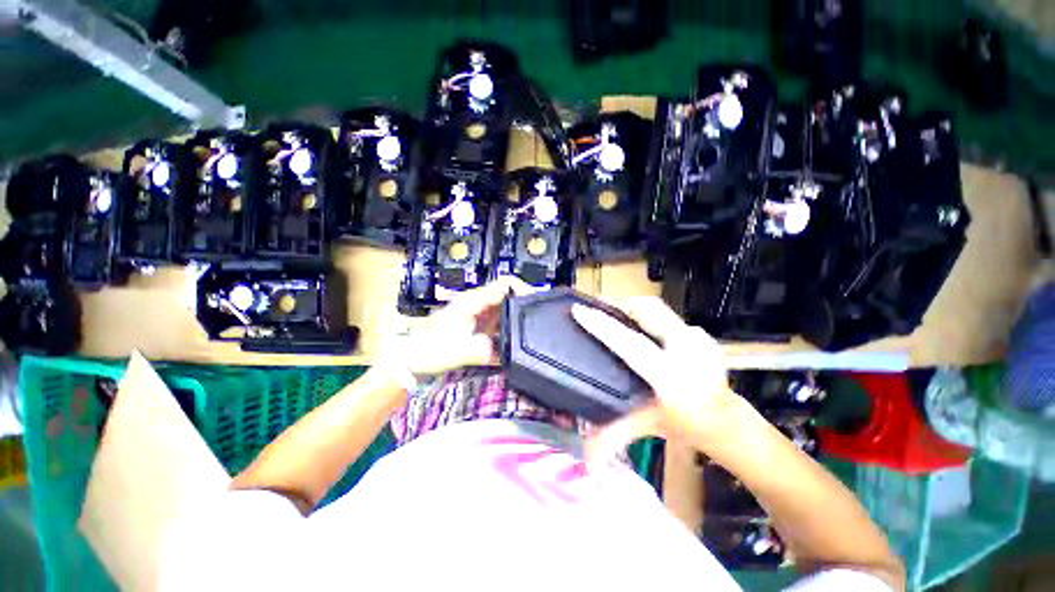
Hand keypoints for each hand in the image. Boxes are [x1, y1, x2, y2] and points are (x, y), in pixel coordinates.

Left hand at [384, 276, 534, 375]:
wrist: (414, 359)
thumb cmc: (431, 350)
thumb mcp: (455, 351)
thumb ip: (478, 350)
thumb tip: (498, 352)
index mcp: (474, 301)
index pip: (504, 284)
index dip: (523, 288)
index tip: (537, 302)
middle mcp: (479, 304)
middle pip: (508, 296)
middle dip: (523, 306)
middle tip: (538, 321)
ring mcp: (479, 314)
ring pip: (505, 310)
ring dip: (517, 320)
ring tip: (530, 333)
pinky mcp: (479, 325)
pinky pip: (499, 323)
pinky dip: (508, 330)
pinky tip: (513, 343)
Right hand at [570, 297, 741, 457]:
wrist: (728, 422)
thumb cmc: (688, 425)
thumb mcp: (649, 426)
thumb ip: (615, 435)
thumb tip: (584, 453)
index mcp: (672, 377)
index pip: (630, 344)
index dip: (603, 326)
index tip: (579, 310)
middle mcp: (688, 351)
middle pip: (647, 310)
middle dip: (618, 304)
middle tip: (596, 308)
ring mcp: (698, 338)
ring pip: (656, 308)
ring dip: (631, 308)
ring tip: (611, 314)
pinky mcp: (700, 333)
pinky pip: (665, 315)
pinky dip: (645, 315)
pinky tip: (636, 325)